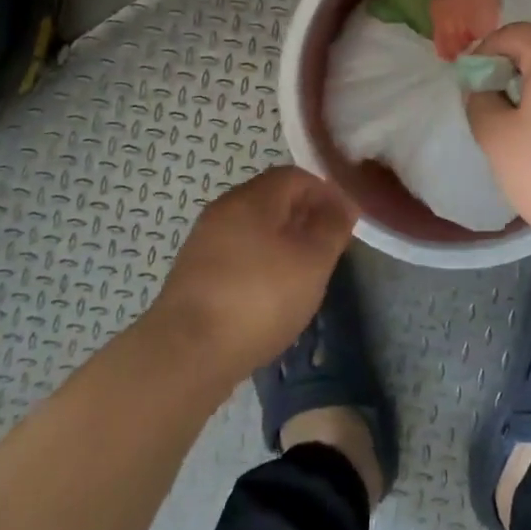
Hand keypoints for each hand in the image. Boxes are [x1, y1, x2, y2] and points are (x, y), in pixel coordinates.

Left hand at [149, 166, 356, 385]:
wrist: (186, 353)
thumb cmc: (259, 298)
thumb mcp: (312, 262)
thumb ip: (332, 228)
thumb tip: (344, 204)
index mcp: (253, 197)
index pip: (295, 176)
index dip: (325, 192)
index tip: (344, 221)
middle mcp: (224, 209)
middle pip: (271, 199)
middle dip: (303, 217)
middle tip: (326, 248)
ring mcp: (204, 241)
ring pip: (253, 228)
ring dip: (281, 242)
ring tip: (301, 274)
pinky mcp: (193, 274)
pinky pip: (236, 253)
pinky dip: (258, 263)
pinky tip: (268, 296)